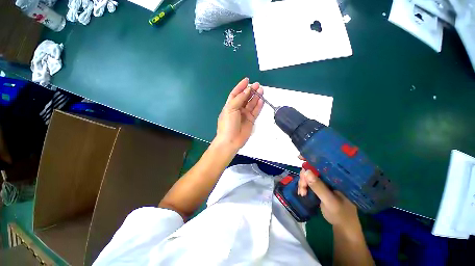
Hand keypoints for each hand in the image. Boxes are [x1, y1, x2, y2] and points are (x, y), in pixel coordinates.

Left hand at [215, 78, 263, 150]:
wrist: (231, 140)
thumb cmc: (228, 124)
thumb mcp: (230, 109)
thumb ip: (239, 99)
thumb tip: (247, 90)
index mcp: (230, 105)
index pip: (236, 93)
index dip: (241, 86)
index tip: (247, 80)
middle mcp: (238, 109)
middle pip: (245, 97)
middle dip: (251, 91)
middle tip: (257, 85)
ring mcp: (245, 115)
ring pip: (251, 103)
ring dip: (256, 97)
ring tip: (261, 90)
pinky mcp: (251, 120)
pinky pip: (256, 111)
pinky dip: (259, 105)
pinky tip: (262, 100)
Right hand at [297, 162, 361, 237]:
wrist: (343, 227)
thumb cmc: (341, 214)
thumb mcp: (330, 201)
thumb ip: (318, 187)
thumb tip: (306, 171)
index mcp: (337, 177)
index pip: (324, 163)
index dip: (311, 159)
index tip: (300, 157)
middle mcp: (330, 177)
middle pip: (312, 169)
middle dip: (304, 176)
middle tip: (302, 187)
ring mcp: (324, 182)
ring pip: (308, 176)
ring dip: (303, 183)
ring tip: (302, 193)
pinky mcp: (320, 187)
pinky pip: (308, 182)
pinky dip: (303, 186)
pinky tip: (302, 193)